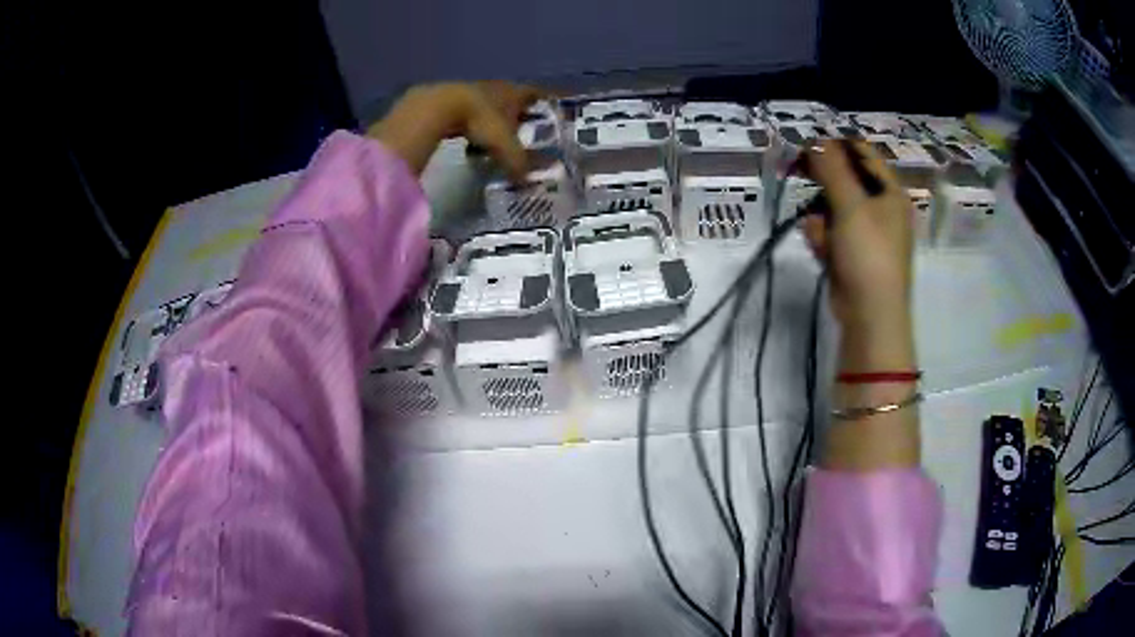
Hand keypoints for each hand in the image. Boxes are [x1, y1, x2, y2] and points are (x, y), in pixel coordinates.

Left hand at [367, 81, 541, 181]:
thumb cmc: (481, 121)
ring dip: (494, 119)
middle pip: (512, 99)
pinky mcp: (452, 101)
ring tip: (498, 138)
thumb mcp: (505, 146)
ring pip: (490, 106)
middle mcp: (496, 89)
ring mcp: (472, 93)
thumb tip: (526, 182)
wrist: (439, 107)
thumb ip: (518, 163)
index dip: (545, 100)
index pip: (535, 94)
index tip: (552, 108)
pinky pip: (470, 115)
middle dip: (519, 112)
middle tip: (526, 128)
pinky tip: (471, 141)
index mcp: (514, 93)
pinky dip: (474, 126)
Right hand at [801, 139, 913, 335]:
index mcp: (891, 193)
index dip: (836, 145)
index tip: (807, 144)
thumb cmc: (868, 254)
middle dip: (824, 181)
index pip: (863, 154)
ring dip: (821, 216)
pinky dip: (824, 238)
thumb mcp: (851, 206)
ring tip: (819, 233)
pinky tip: (821, 249)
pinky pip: (833, 233)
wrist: (870, 316)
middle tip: (796, 171)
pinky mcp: (853, 254)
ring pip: (835, 208)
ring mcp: (868, 233)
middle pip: (848, 180)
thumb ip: (832, 169)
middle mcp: (882, 209)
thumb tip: (815, 139)